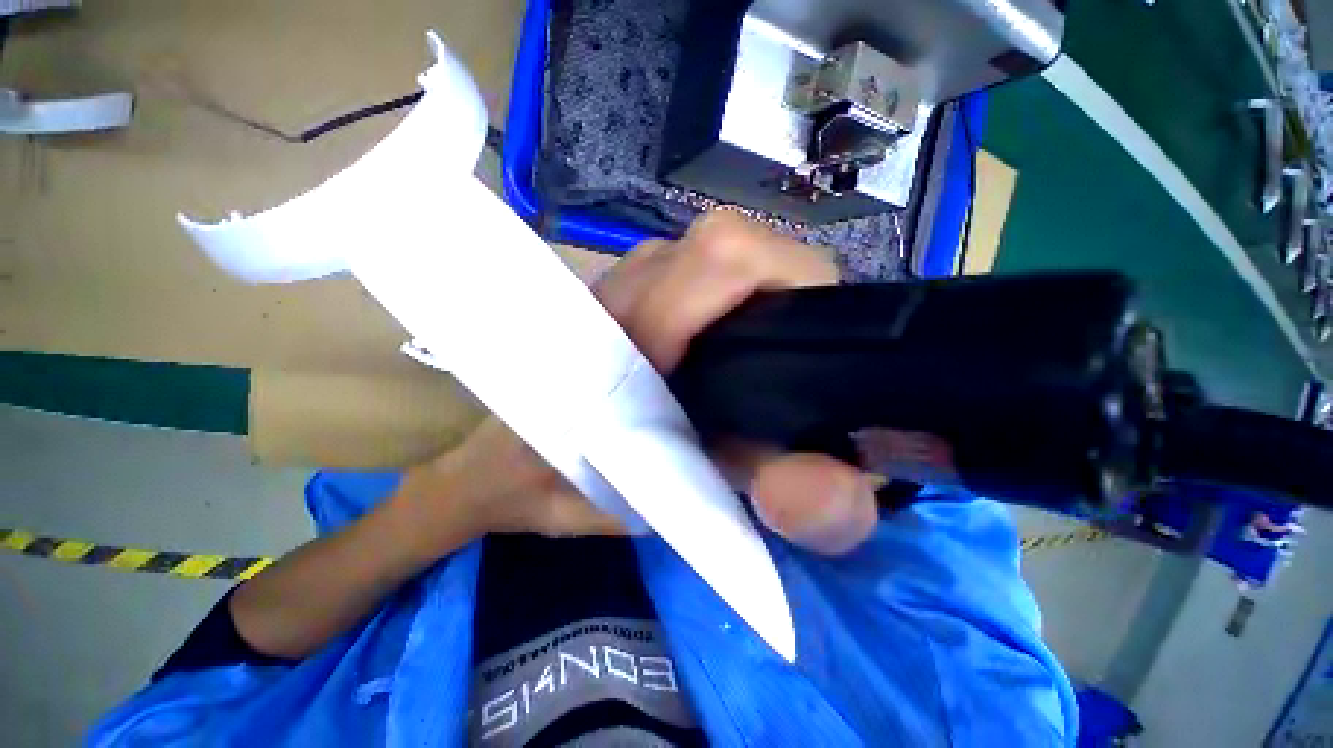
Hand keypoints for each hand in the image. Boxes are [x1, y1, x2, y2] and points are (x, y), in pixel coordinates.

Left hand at [398, 211, 879, 555]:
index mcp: (622, 325)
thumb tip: (805, 481)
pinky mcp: (642, 285)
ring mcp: (636, 274)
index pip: (727, 257)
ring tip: (761, 369)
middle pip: (743, 247)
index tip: (800, 357)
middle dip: (789, 299)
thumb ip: (709, 503)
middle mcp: (634, 281)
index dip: (785, 293)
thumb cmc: (543, 485)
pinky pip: (713, 275)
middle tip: (791, 371)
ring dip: (766, 306)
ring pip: (733, 257)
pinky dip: (740, 308)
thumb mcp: (626, 508)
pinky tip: (730, 357)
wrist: (492, 461)